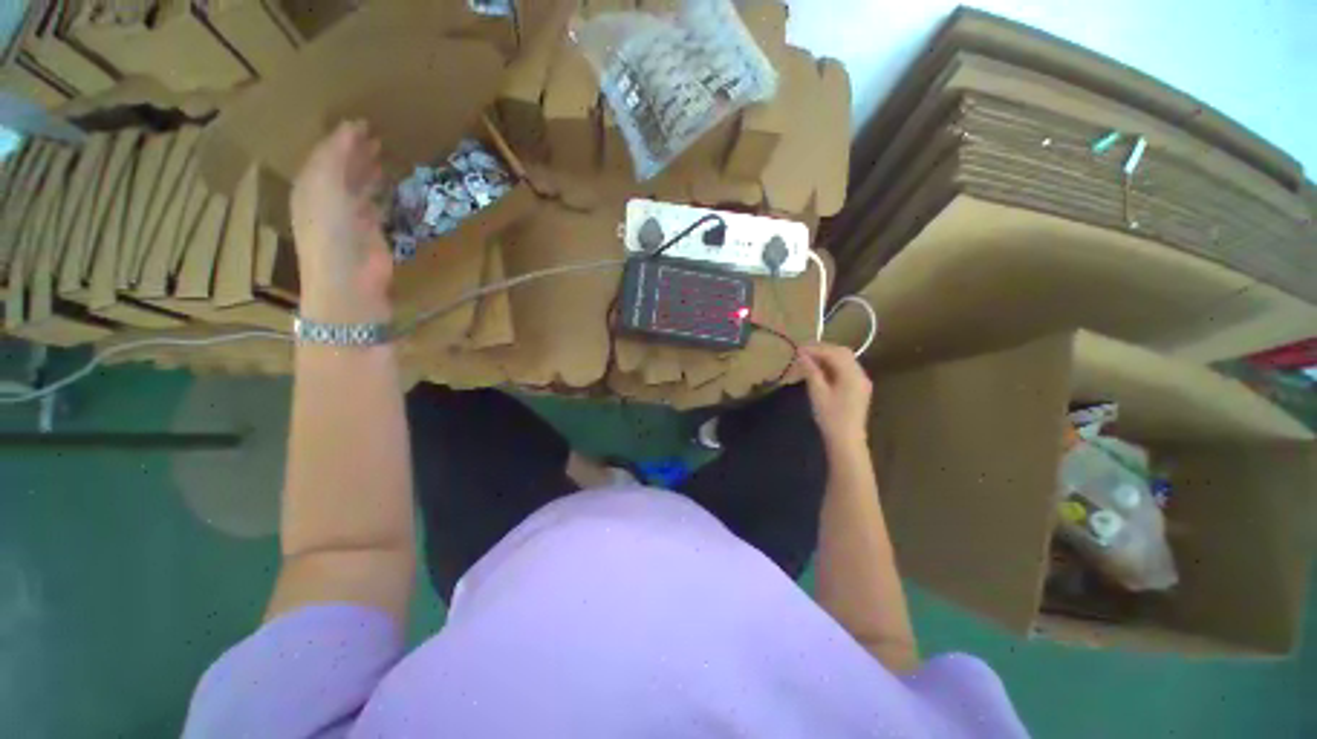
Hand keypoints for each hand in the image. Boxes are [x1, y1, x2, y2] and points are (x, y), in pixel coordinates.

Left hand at [291, 120, 392, 322]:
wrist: (349, 281)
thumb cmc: (332, 233)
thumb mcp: (326, 187)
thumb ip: (337, 156)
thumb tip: (350, 126)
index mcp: (310, 187)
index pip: (324, 155)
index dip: (340, 137)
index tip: (361, 121)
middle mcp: (327, 199)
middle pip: (341, 168)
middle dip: (354, 150)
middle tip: (375, 133)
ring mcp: (350, 217)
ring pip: (358, 185)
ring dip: (368, 169)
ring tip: (382, 152)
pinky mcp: (372, 232)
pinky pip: (375, 204)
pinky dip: (381, 192)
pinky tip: (389, 183)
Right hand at [799, 344, 872, 450]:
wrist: (846, 440)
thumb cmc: (830, 417)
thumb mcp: (818, 393)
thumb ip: (811, 371)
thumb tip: (802, 355)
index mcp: (852, 374)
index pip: (833, 353)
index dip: (815, 349)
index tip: (798, 349)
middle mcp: (860, 374)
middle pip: (842, 353)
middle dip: (823, 349)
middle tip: (803, 352)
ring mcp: (861, 381)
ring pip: (845, 360)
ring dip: (828, 356)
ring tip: (809, 360)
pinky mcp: (858, 388)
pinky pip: (846, 369)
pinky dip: (833, 365)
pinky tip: (820, 370)